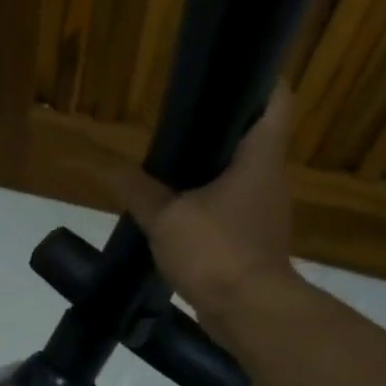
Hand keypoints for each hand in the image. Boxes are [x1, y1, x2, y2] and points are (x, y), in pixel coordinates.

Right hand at [107, 87, 300, 320]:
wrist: (248, 312)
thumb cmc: (216, 252)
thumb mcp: (166, 219)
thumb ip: (138, 190)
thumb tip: (108, 167)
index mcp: (260, 156)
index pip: (276, 98)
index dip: (259, 78)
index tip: (228, 73)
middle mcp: (270, 177)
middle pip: (255, 136)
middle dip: (223, 126)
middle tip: (184, 119)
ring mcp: (265, 210)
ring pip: (242, 174)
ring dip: (214, 167)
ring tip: (174, 162)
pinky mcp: (255, 239)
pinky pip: (233, 207)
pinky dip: (211, 201)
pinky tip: (180, 208)